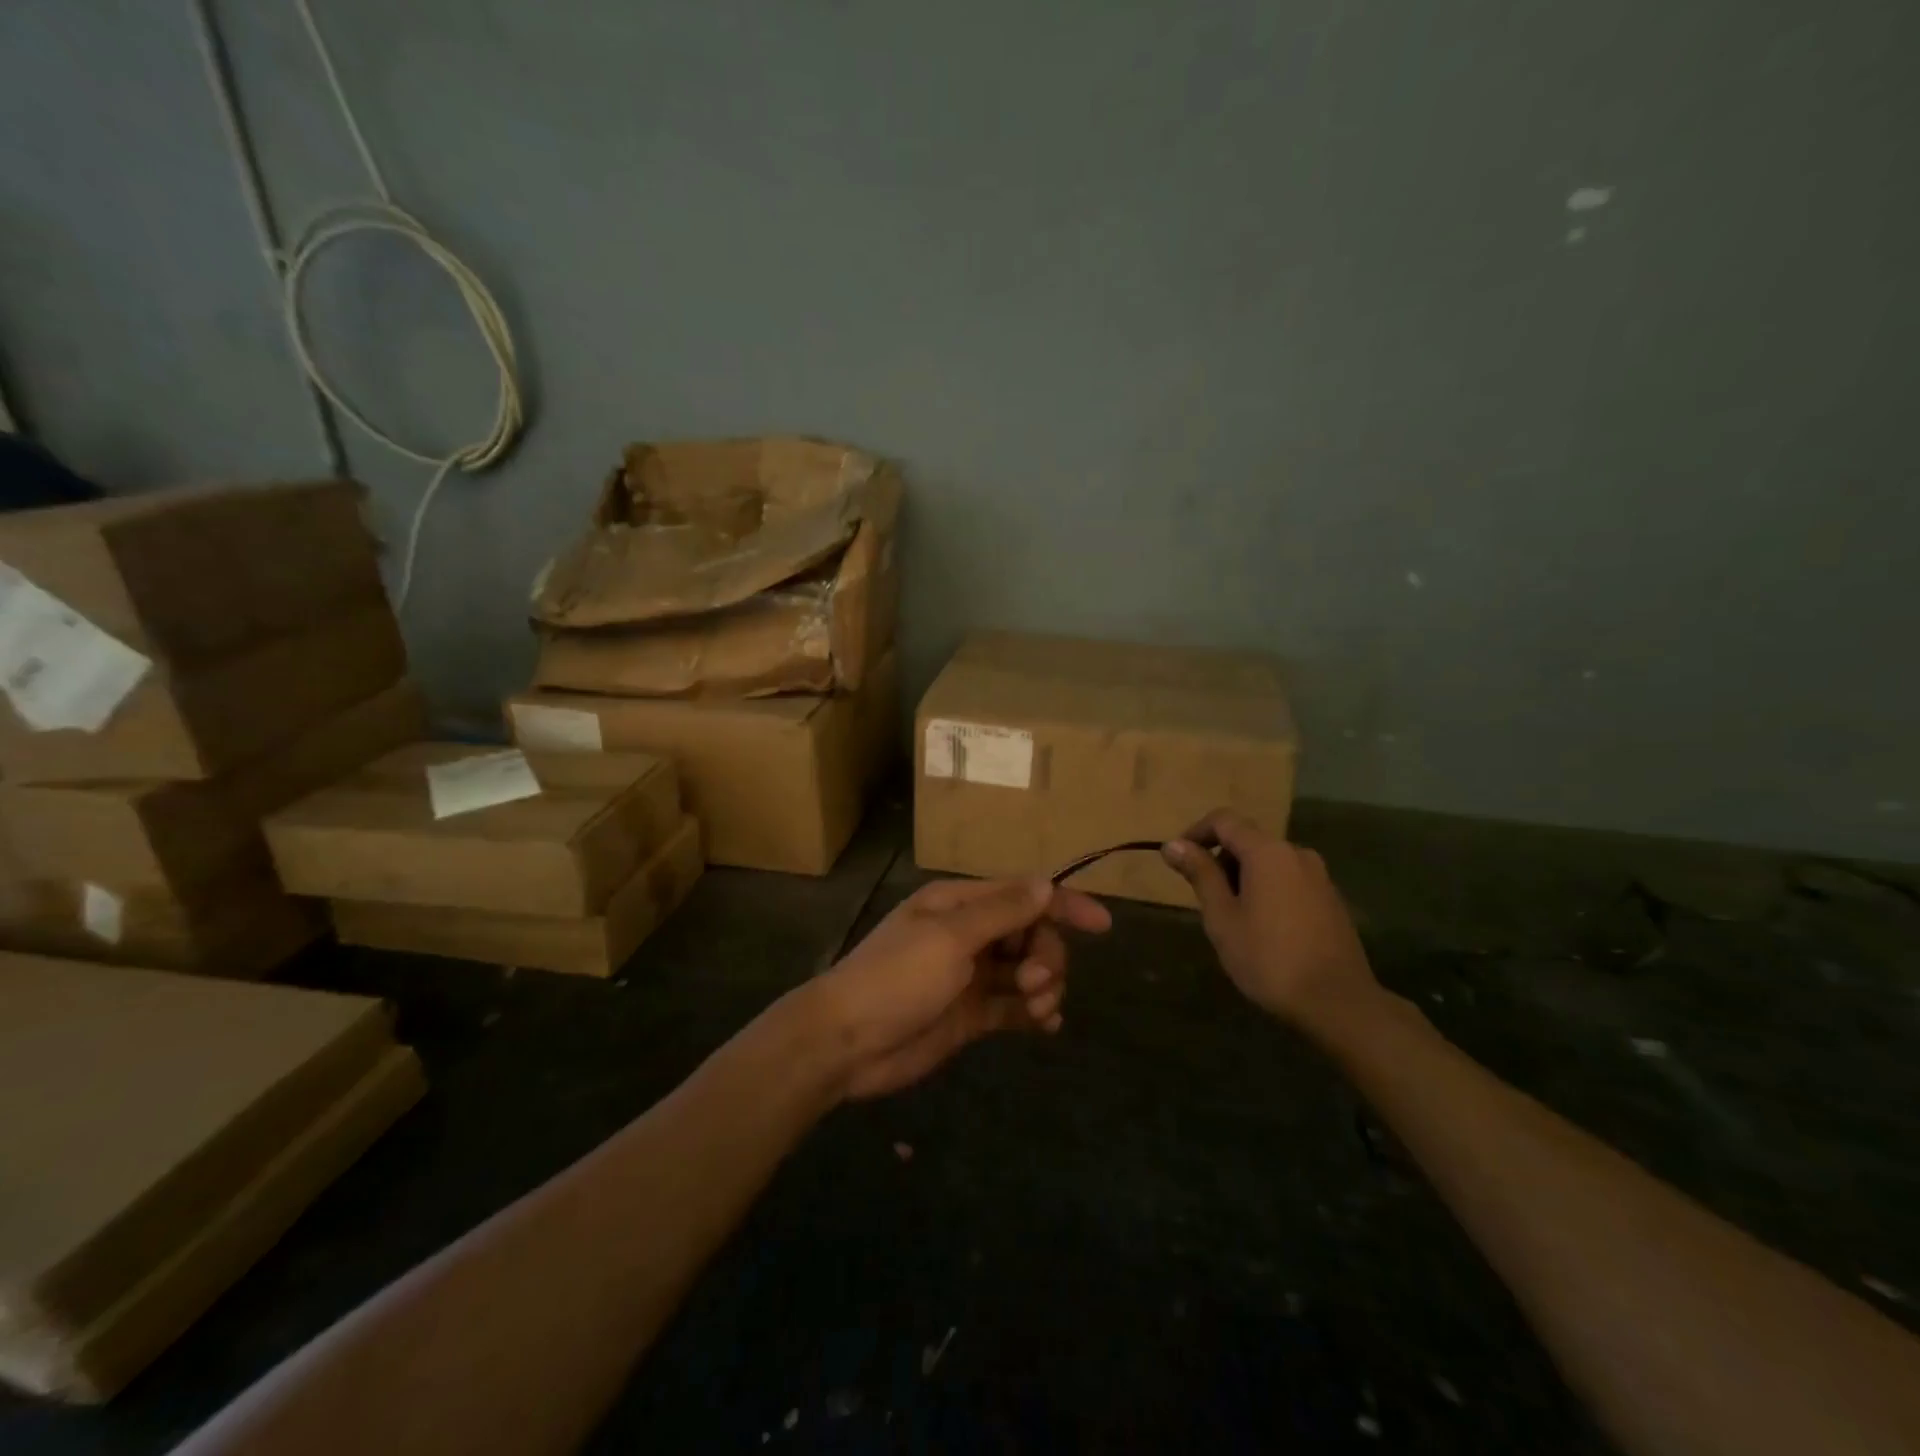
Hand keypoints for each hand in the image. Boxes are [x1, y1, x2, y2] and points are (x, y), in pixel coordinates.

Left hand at [814, 876, 1111, 1099]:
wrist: (846, 1043)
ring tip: (1037, 1008)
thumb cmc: (896, 978)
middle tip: (1035, 983)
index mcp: (959, 904)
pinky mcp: (970, 1014)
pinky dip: (1034, 1012)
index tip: (1103, 925)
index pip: (1023, 895)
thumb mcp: (950, 937)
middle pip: (1031, 935)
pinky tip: (1045, 1024)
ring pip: (1027, 971)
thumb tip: (1046, 883)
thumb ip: (1001, 912)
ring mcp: (970, 976)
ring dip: (1044, 986)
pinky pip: (1015, 1007)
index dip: (1064, 905)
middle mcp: (968, 934)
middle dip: (1046, 956)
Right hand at [1160, 809, 1376, 1028]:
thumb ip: (1200, 874)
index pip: (1224, 820)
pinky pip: (1289, 880)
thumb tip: (1173, 845)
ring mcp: (1319, 876)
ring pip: (1269, 861)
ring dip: (1243, 877)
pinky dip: (1267, 890)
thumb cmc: (1269, 958)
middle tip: (1204, 899)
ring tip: (1231, 917)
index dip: (1195, 833)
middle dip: (1220, 860)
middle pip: (1248, 839)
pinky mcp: (1331, 899)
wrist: (1338, 1003)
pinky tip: (1263, 928)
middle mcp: (1296, 853)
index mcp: (1267, 852)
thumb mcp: (1222, 917)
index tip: (1177, 860)